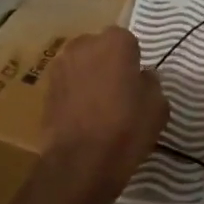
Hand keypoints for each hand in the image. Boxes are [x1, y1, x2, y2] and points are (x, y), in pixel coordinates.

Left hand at [39, 27, 167, 203]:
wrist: (80, 162)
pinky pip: (67, 85)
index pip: (127, 41)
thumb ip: (151, 83)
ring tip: (100, 105)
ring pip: (81, 65)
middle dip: (108, 63)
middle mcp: (83, 46)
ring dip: (89, 77)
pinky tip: (84, 117)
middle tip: (120, 91)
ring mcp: (59, 67)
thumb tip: (142, 77)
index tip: (137, 81)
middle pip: (99, 48)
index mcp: (114, 43)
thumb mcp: (158, 107)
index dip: (133, 60)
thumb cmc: (127, 128)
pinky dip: (74, 94)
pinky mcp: (45, 90)